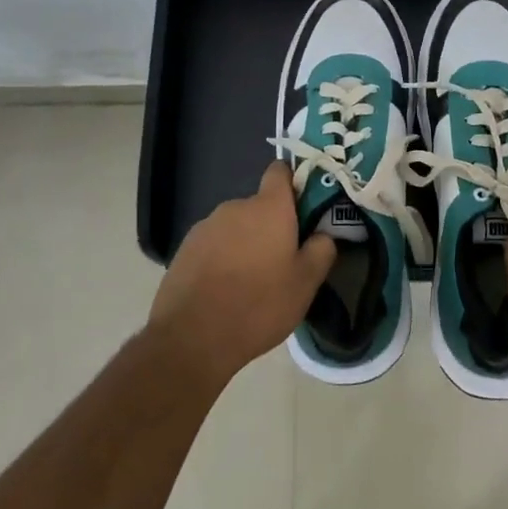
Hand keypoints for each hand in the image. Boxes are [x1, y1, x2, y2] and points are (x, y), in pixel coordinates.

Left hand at [149, 162, 335, 386]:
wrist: (191, 337)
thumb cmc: (258, 305)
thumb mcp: (305, 284)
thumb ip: (321, 250)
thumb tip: (323, 234)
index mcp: (269, 207)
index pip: (280, 171)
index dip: (293, 184)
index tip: (302, 210)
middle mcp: (236, 206)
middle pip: (259, 205)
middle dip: (270, 226)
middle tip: (280, 262)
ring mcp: (206, 225)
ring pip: (236, 227)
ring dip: (245, 243)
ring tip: (249, 283)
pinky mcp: (185, 248)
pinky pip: (213, 244)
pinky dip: (221, 258)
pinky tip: (223, 291)